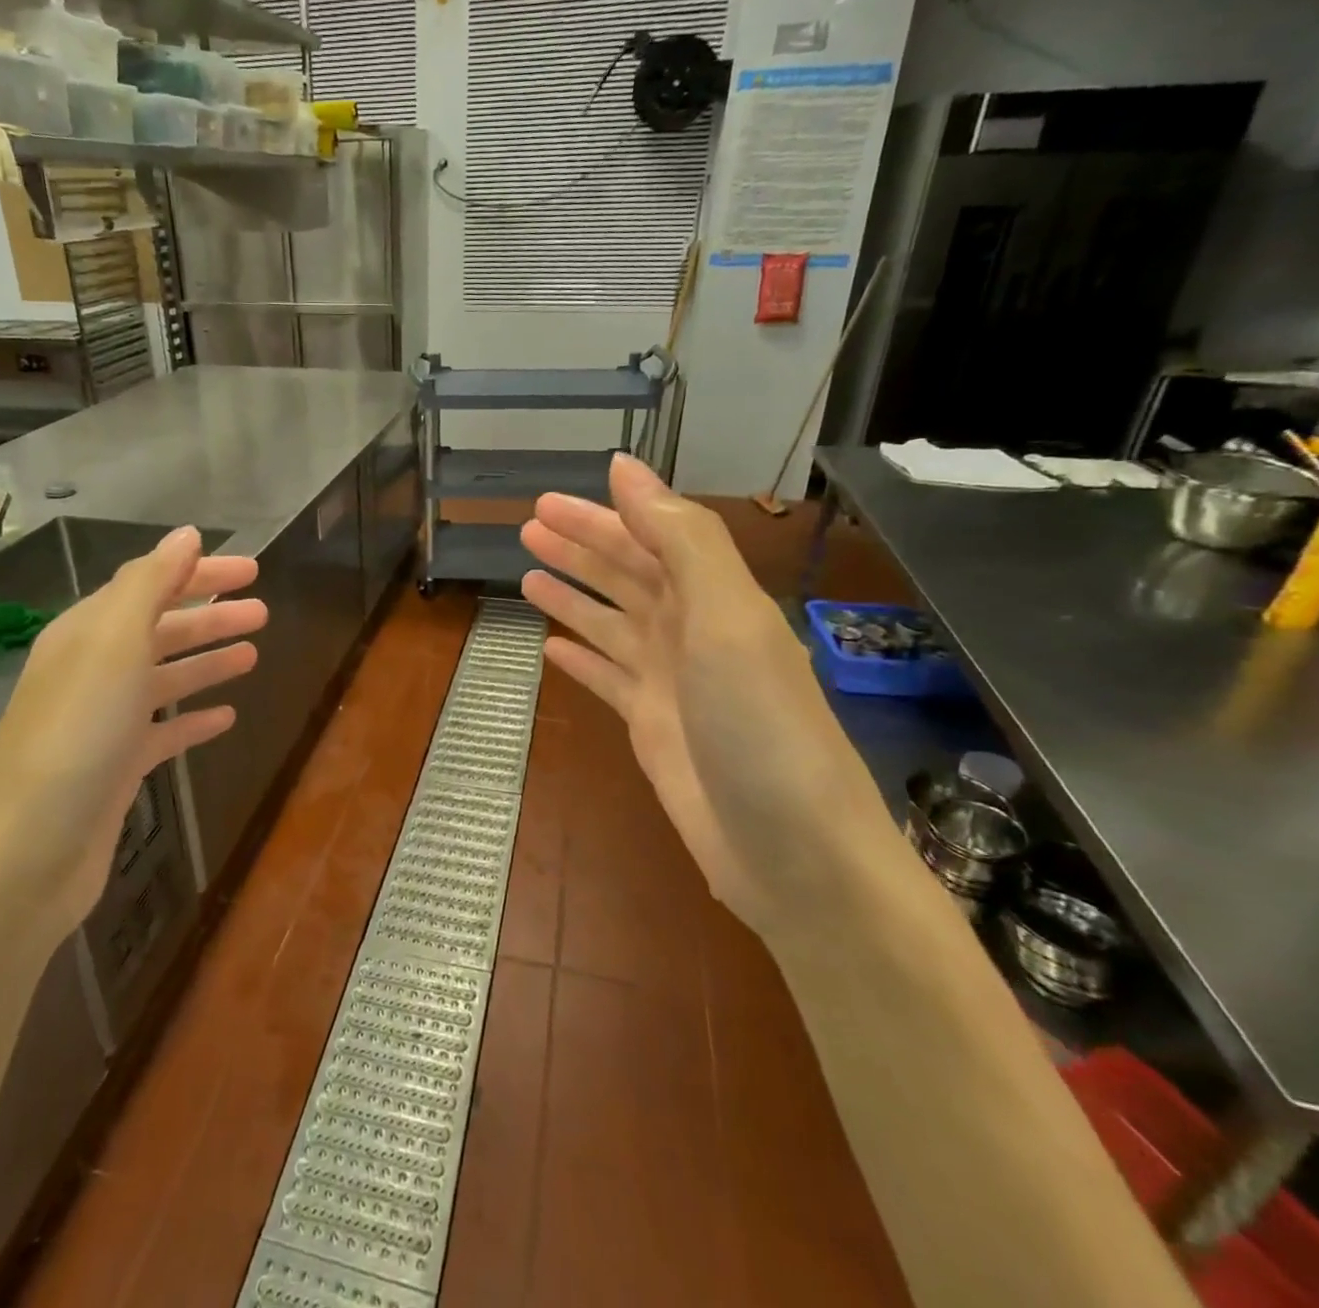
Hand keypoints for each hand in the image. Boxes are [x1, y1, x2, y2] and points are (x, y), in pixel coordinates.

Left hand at [0, 527, 264, 941]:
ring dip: (207, 662)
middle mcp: (92, 671)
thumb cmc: (75, 735)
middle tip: (263, 612)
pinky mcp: (116, 770)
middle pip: (160, 630)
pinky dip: (193, 719)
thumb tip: (186, 534)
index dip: (200, 574)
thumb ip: (150, 584)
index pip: (149, 585)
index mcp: (87, 633)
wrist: (24, 855)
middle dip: (211, 617)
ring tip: (253, 654)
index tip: (252, 571)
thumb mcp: (113, 644)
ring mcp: (104, 723)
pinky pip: (164, 732)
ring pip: (165, 679)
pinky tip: (225, 717)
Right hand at [521, 455, 887, 941]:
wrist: (791, 850)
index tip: (554, 495)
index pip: (650, 537)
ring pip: (610, 623)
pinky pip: (608, 680)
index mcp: (714, 598)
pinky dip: (581, 661)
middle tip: (528, 526)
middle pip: (626, 575)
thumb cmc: (759, 724)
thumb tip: (625, 468)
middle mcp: (691, 632)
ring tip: (527, 575)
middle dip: (580, 548)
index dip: (604, 514)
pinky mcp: (651, 728)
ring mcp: (670, 682)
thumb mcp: (727, 617)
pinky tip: (551, 649)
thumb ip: (680, 539)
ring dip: (573, 596)